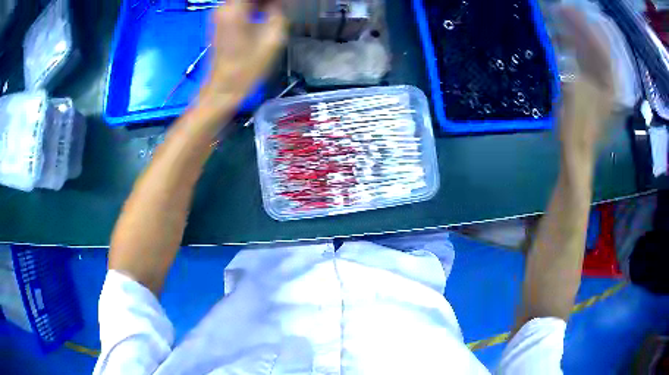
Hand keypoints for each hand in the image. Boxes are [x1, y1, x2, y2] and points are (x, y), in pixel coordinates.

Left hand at [195, 0, 286, 121]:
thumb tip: (280, 2)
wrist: (223, 89)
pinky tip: (267, 12)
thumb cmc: (248, 67)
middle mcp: (223, 7)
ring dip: (261, 3)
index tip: (284, 3)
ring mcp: (220, 14)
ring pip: (244, 0)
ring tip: (277, 9)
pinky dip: (254, 5)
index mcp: (235, 8)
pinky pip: (240, 5)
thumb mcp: (273, 38)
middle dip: (267, 0)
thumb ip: (279, 11)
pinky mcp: (220, 22)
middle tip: (282, 6)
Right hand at [554, 6, 614, 157]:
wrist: (577, 150)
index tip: (568, 9)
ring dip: (576, 34)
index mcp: (611, 83)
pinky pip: (584, 60)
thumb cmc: (578, 125)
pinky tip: (561, 38)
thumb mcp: (576, 89)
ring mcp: (601, 83)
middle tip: (562, 9)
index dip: (585, 25)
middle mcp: (609, 80)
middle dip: (580, 26)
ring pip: (590, 51)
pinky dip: (574, 48)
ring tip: (559, 18)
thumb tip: (566, 34)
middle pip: (596, 45)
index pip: (600, 45)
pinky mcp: (592, 86)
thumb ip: (576, 61)